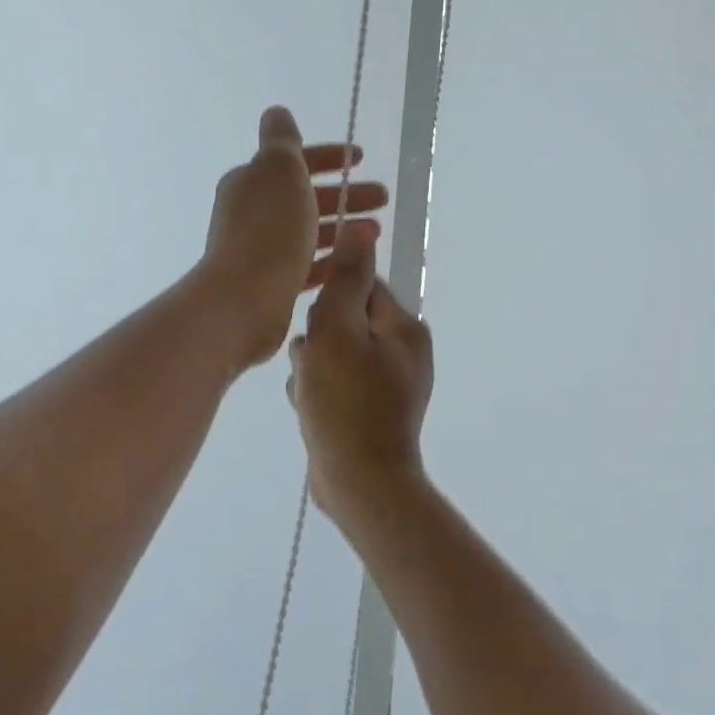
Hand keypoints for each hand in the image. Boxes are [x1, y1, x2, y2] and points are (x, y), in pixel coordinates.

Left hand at [199, 106, 389, 369]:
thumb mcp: (278, 169)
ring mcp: (260, 250)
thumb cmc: (267, 229)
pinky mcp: (271, 283)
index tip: (361, 159)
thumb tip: (277, 113)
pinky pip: (307, 265)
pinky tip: (354, 261)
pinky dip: (331, 259)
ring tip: (376, 231)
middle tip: (383, 198)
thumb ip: (282, 140)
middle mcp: (252, 213)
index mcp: (251, 181)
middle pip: (304, 197)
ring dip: (343, 227)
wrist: (244, 299)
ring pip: (309, 231)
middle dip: (345, 194)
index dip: (328, 156)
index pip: (293, 161)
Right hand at [287, 225, 434, 525]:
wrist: (359, 485)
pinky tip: (311, 411)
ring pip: (332, 356)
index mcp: (404, 330)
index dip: (328, 303)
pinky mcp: (369, 413)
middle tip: (312, 368)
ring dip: (311, 370)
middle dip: (317, 343)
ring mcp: (387, 387)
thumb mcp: (338, 330)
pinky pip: (334, 386)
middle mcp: (402, 354)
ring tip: (310, 394)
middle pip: (343, 323)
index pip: (361, 288)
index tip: (315, 328)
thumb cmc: (346, 402)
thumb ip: (346, 280)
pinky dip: (317, 394)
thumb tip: (360, 229)